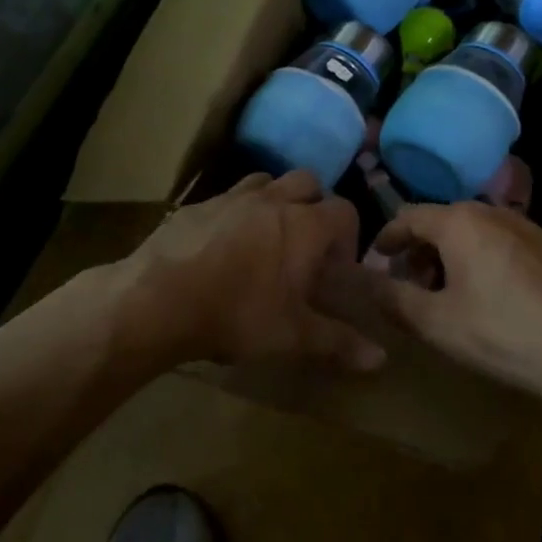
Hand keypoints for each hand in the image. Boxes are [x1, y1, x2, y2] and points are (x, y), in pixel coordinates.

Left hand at [116, 170, 386, 373]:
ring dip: (276, 200)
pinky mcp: (199, 204)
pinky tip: (223, 244)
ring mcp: (233, 196)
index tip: (335, 267)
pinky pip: (228, 196)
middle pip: (308, 182)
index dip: (348, 235)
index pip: (345, 210)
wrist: (159, 298)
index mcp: (305, 225)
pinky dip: (237, 211)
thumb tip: (382, 360)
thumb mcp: (292, 336)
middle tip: (305, 244)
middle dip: (315, 205)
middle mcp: (274, 200)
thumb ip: (339, 343)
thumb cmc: (237, 314)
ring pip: (267, 181)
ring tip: (266, 237)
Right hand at [363, 202, 541, 405]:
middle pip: (444, 222)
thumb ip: (392, 299)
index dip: (388, 238)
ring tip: (453, 297)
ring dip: (455, 257)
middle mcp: (494, 212)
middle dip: (422, 252)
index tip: (377, 261)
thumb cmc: (502, 334)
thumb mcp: (436, 323)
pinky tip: (497, 300)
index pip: (409, 216)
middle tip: (414, 288)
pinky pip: (507, 245)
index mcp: (460, 222)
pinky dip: (488, 261)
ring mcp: (531, 227)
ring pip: (478, 233)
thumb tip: (365, 283)